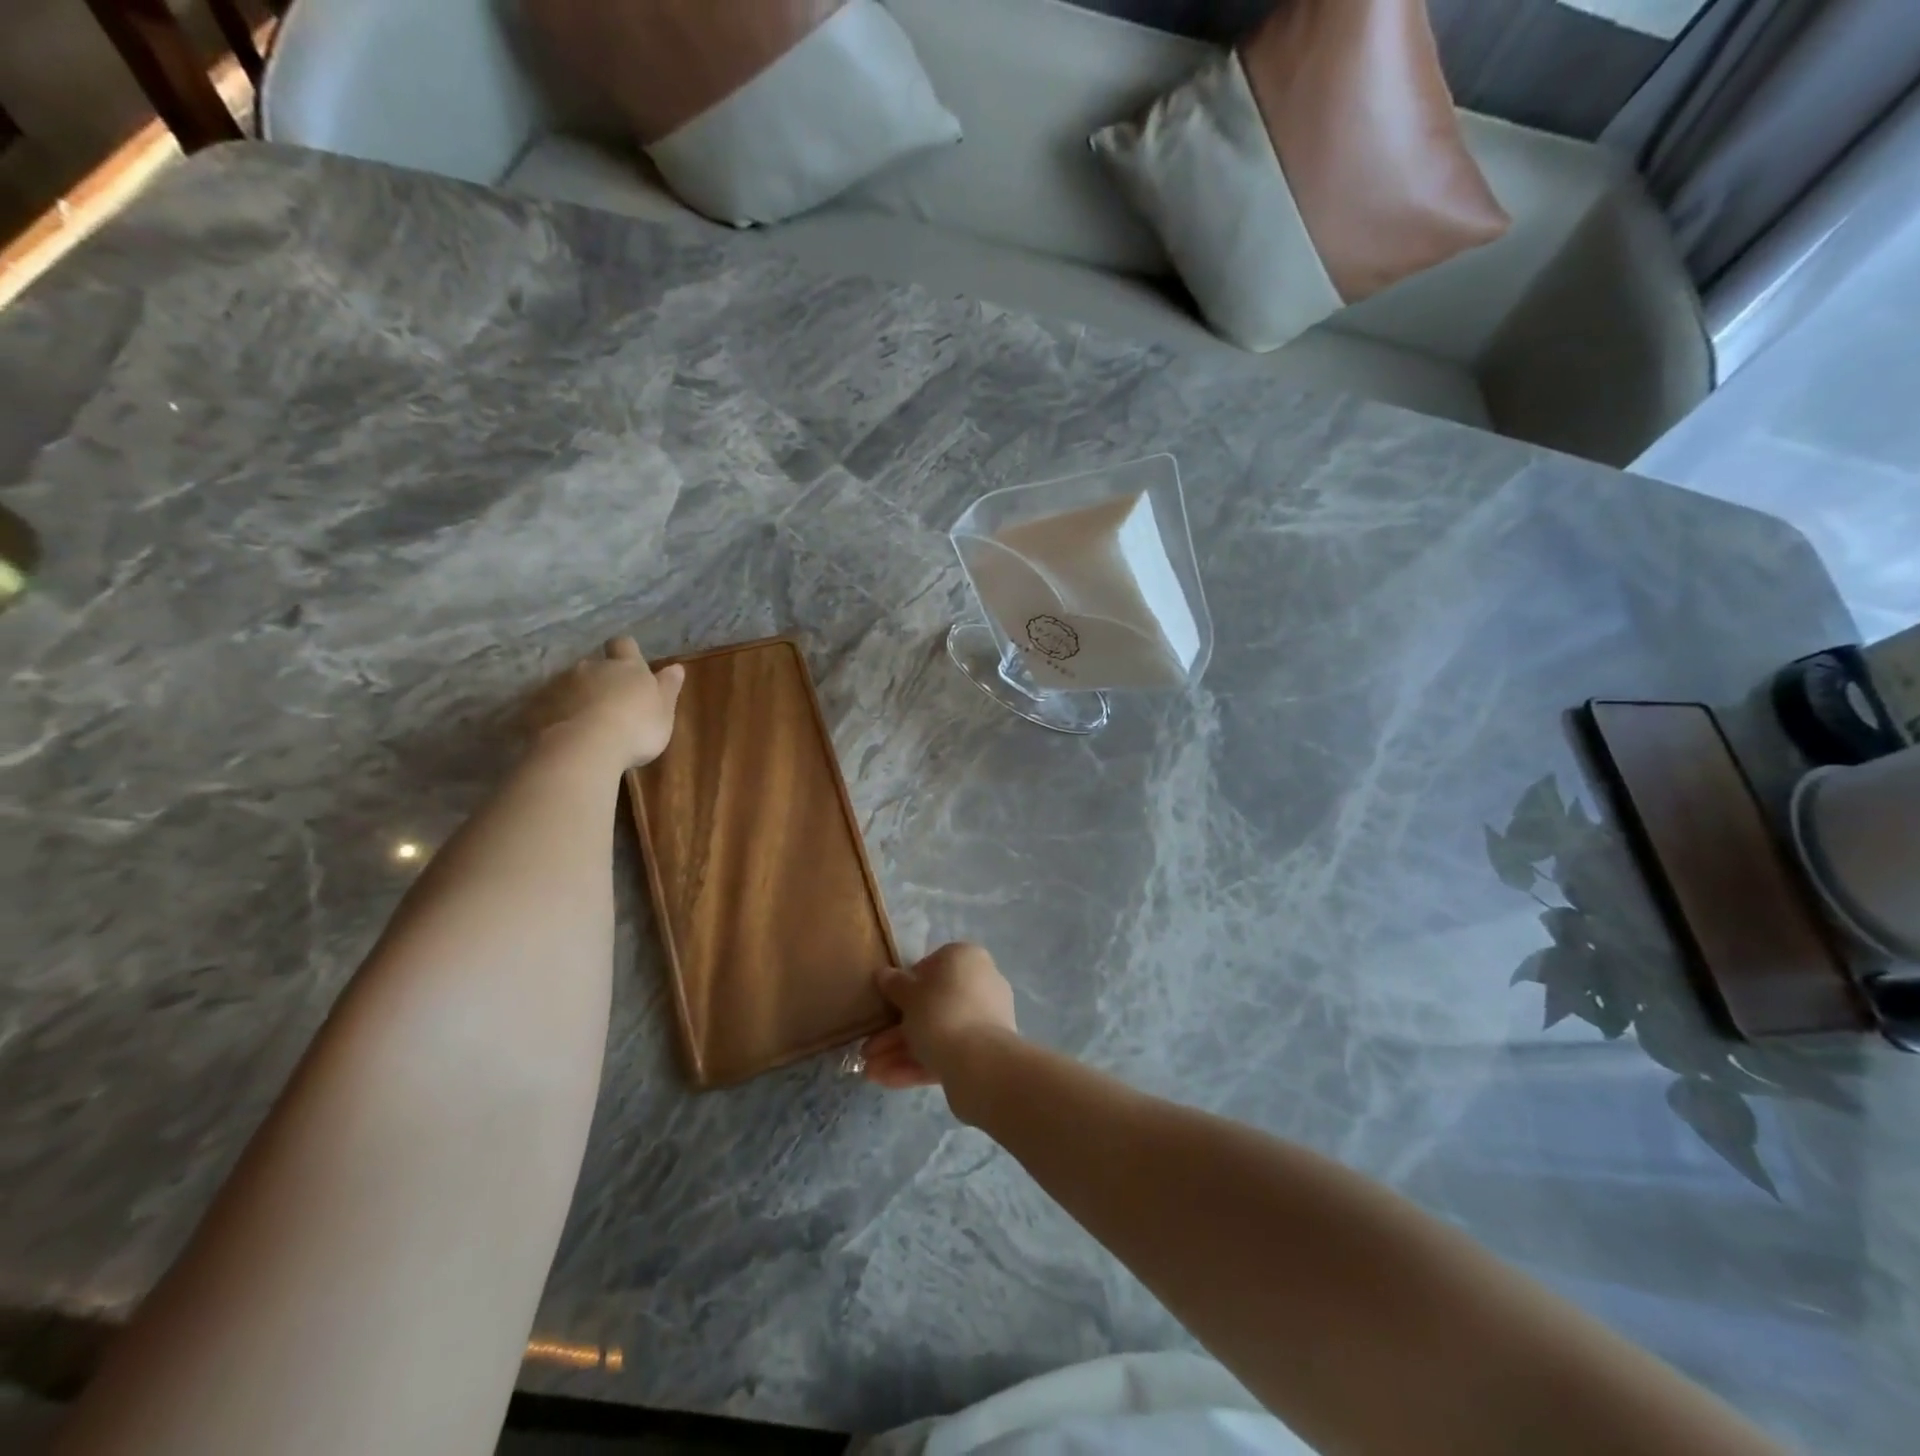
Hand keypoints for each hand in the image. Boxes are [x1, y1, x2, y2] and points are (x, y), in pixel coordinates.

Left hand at [528, 638, 686, 769]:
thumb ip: (668, 687)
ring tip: (585, 724)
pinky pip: (548, 707)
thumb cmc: (636, 727)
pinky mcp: (537, 707)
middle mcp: (591, 667)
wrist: (584, 748)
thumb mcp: (664, 711)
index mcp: (626, 666)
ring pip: (569, 685)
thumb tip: (676, 666)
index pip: (624, 645)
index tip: (629, 664)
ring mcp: (560, 685)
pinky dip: (556, 716)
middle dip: (599, 679)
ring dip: (577, 698)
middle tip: (609, 704)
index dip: (626, 651)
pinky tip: (564, 736)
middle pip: (594, 665)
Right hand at [862, 944, 1017, 1095]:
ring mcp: (985, 1019)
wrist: (979, 1061)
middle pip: (932, 1005)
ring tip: (870, 1071)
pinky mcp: (984, 1051)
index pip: (932, 966)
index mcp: (966, 958)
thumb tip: (884, 974)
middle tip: (869, 1048)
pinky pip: (948, 1051)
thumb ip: (895, 984)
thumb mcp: (908, 995)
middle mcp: (981, 983)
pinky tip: (887, 1079)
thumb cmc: (940, 1012)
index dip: (907, 985)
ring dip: (902, 1050)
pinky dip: (919, 1063)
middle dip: (897, 1030)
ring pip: (937, 1032)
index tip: (889, 1003)